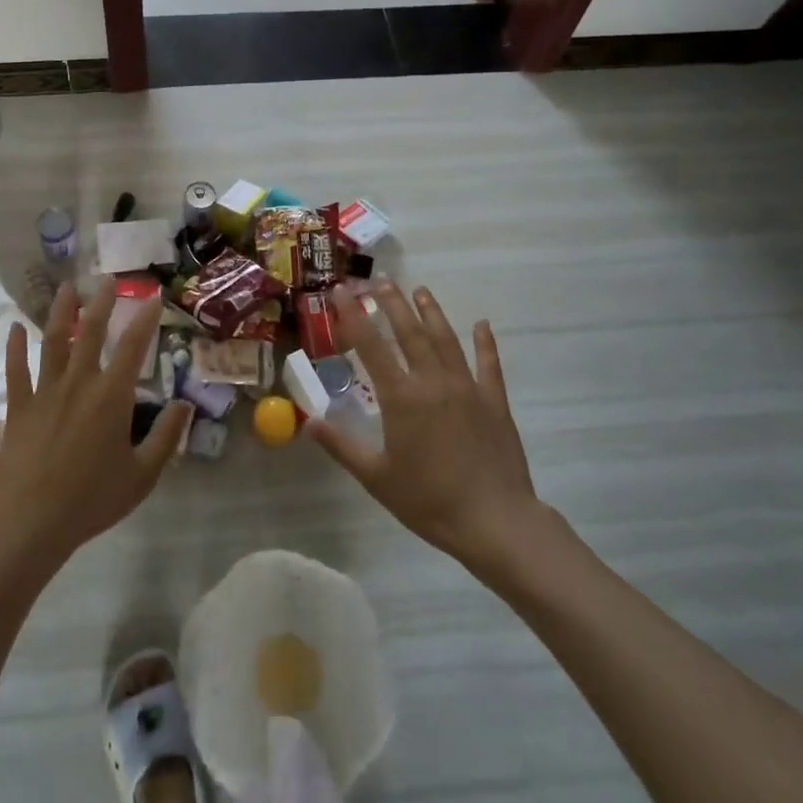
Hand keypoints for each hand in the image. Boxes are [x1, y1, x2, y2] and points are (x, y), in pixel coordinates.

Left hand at [0, 279, 192, 568]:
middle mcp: (79, 382)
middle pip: (90, 332)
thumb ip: (166, 437)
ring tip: (67, 287)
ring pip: (53, 341)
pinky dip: (15, 347)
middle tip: (107, 279)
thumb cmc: (93, 499)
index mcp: (112, 396)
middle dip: (101, 303)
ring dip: (61, 312)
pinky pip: (16, 370)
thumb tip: (184, 404)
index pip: (133, 347)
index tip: (152, 298)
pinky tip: (15, 328)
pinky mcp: (19, 406)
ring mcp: (45, 391)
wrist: (33, 522)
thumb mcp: (143, 474)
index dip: (144, 320)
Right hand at [308, 281, 544, 574]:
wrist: (495, 522)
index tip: (339, 291)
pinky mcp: (494, 401)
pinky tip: (481, 325)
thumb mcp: (376, 477)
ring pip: (446, 340)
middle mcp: (433, 382)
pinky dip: (485, 343)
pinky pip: (489, 365)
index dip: (352, 316)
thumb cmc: (429, 501)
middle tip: (379, 280)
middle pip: (409, 332)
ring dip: (431, 312)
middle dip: (392, 303)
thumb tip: (306, 422)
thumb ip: (341, 446)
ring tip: (420, 290)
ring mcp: (467, 388)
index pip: (370, 346)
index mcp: (401, 397)